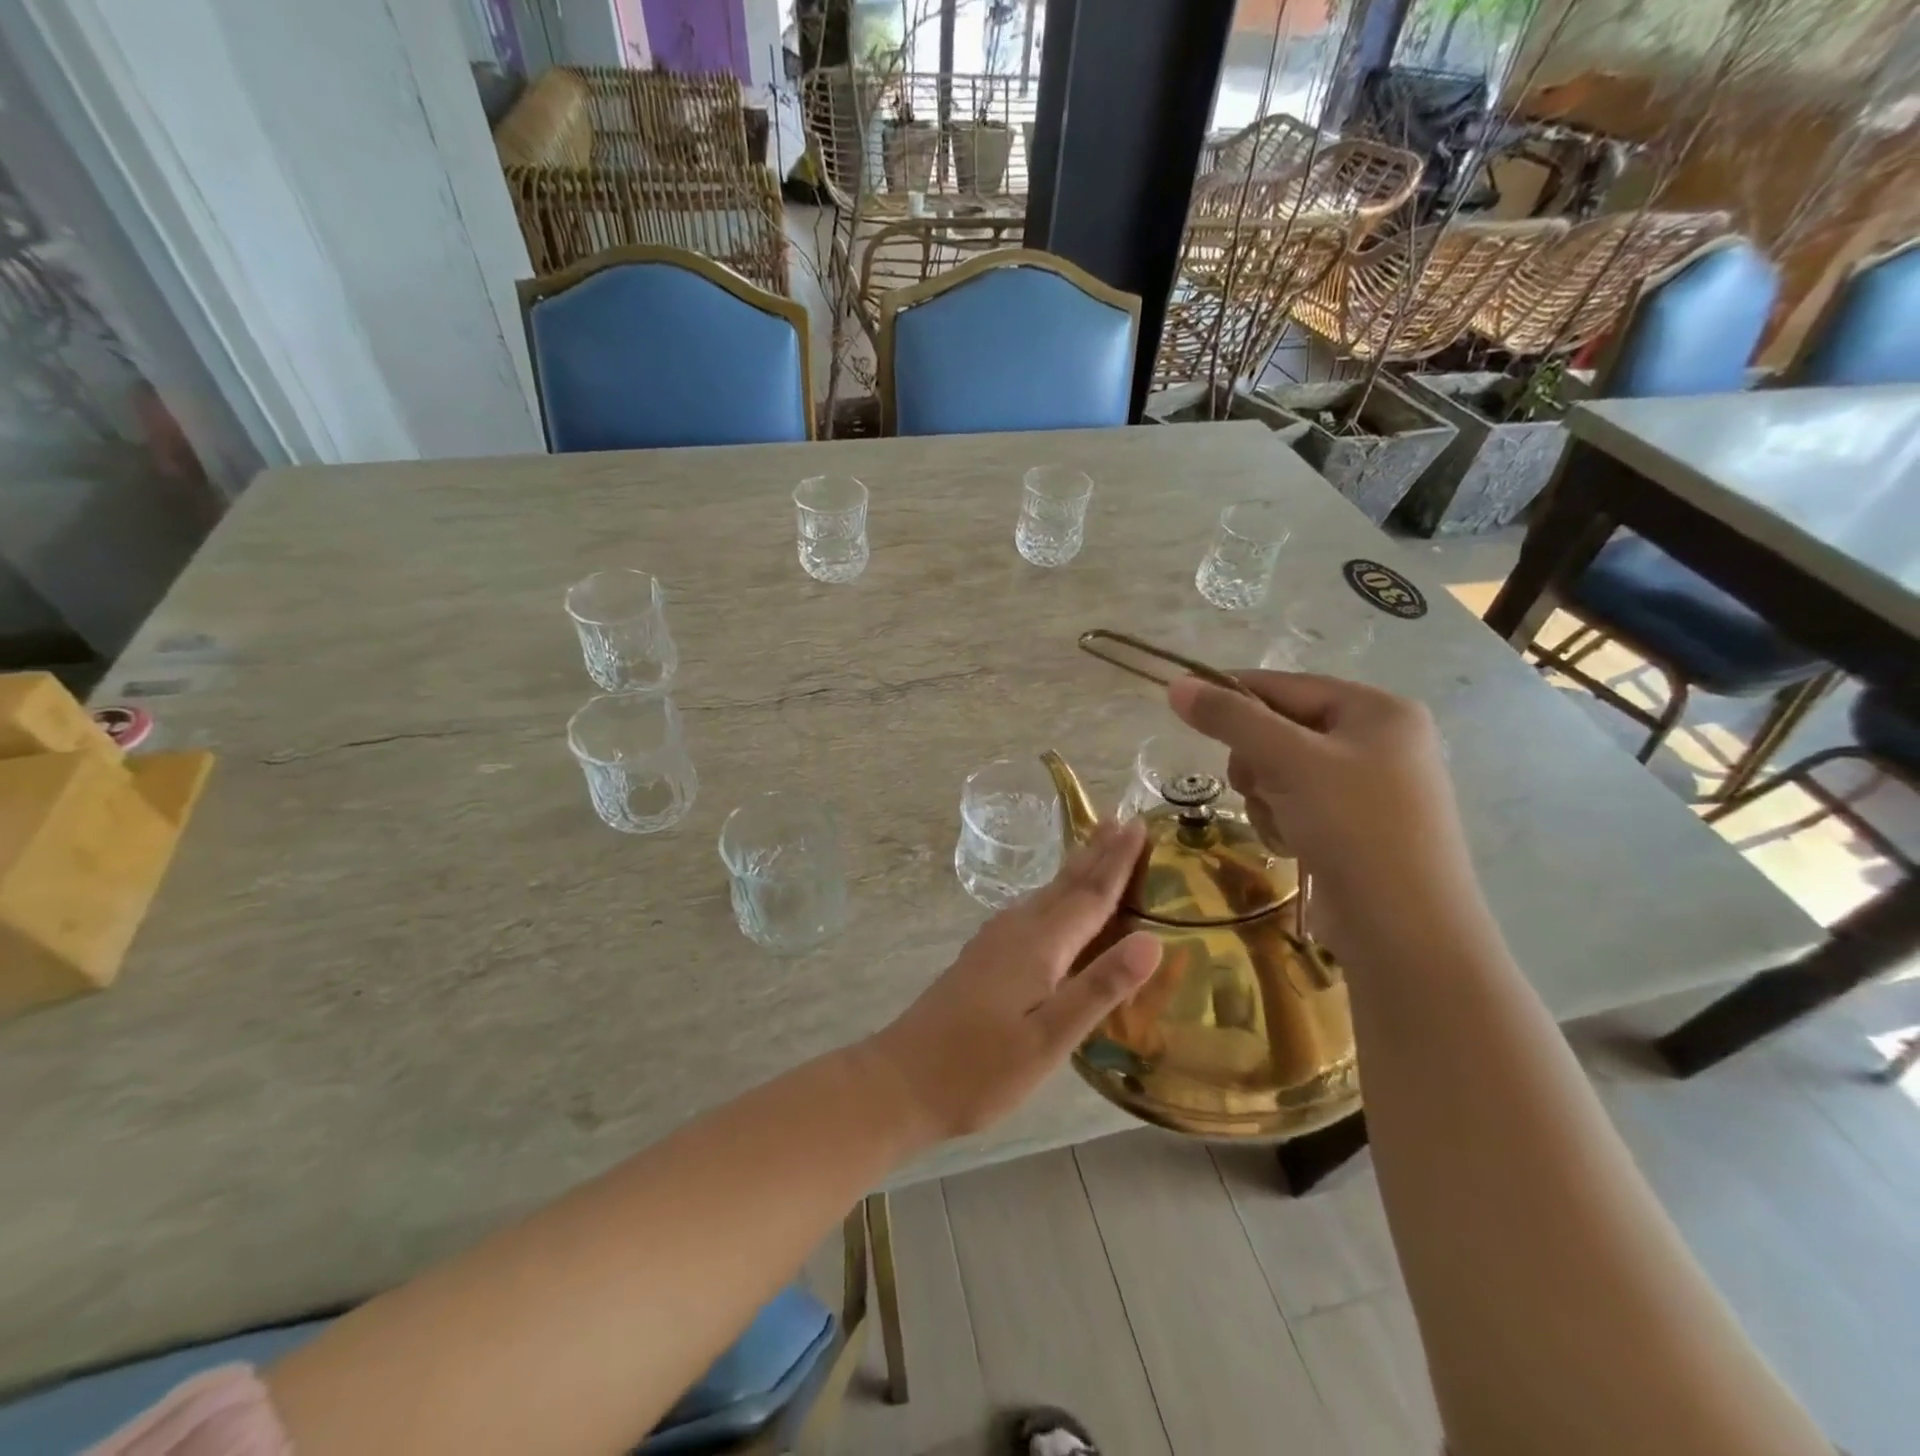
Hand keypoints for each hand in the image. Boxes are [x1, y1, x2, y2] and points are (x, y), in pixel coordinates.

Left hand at [867, 819, 1160, 1140]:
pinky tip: (1054, 905)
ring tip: (1098, 849)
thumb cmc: (980, 1068)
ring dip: (1076, 870)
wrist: (902, 1080)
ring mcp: (995, 941)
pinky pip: (1032, 910)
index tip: (1140, 824)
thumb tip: (1152, 940)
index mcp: (1038, 945)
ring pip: (1046, 894)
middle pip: (1066, 884)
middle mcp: (1016, 930)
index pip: (1090, 894)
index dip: (1119, 861)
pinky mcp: (983, 957)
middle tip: (1124, 820)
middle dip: (1097, 853)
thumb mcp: (1049, 1039)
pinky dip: (1055, 896)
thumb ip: (1099, 988)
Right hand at [1168, 670, 1484, 963]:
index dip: (1233, 696)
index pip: (1286, 685)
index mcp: (1378, 710)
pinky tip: (1293, 845)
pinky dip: (1284, 820)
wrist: (1406, 932)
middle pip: (1283, 729)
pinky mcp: (1359, 826)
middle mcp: (1380, 740)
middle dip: (1257, 761)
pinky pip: (1299, 803)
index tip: (1186, 710)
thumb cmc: (1354, 828)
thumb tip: (1177, 685)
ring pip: (1284, 770)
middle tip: (1256, 787)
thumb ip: (1231, 719)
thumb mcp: (1288, 762)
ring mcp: (1372, 786)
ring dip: (1267, 796)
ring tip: (1280, 824)